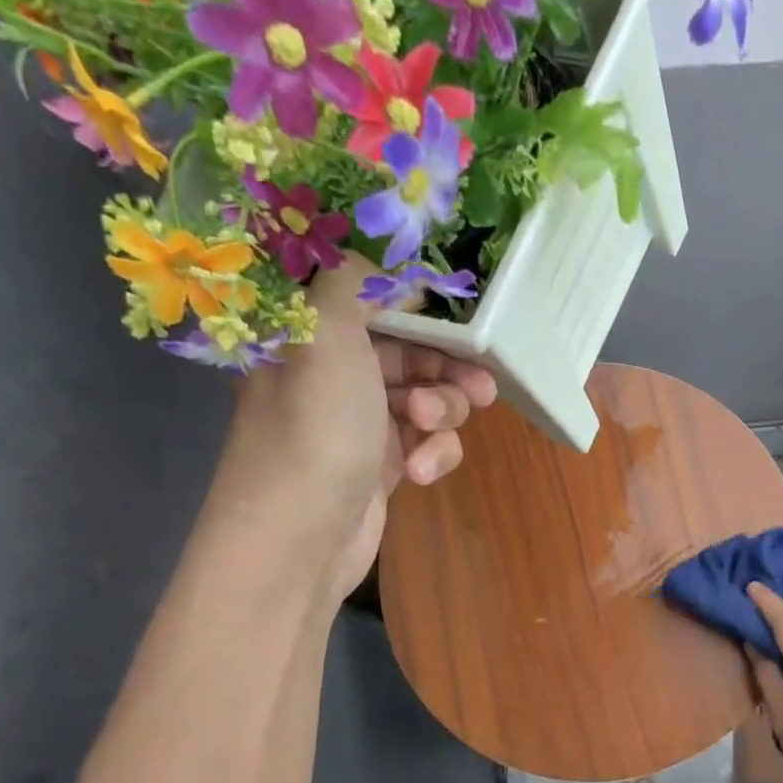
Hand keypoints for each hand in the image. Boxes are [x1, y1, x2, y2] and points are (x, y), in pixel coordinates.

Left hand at [207, 255, 496, 603]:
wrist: (301, 540)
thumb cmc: (313, 430)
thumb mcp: (328, 335)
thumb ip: (355, 279)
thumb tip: (382, 243)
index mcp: (309, 331)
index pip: (371, 294)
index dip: (419, 298)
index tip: (463, 306)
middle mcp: (334, 370)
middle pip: (412, 348)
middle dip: (448, 366)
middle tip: (481, 383)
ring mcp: (361, 420)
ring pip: (428, 396)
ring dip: (442, 413)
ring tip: (429, 431)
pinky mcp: (385, 463)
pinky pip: (426, 442)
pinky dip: (433, 454)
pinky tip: (421, 474)